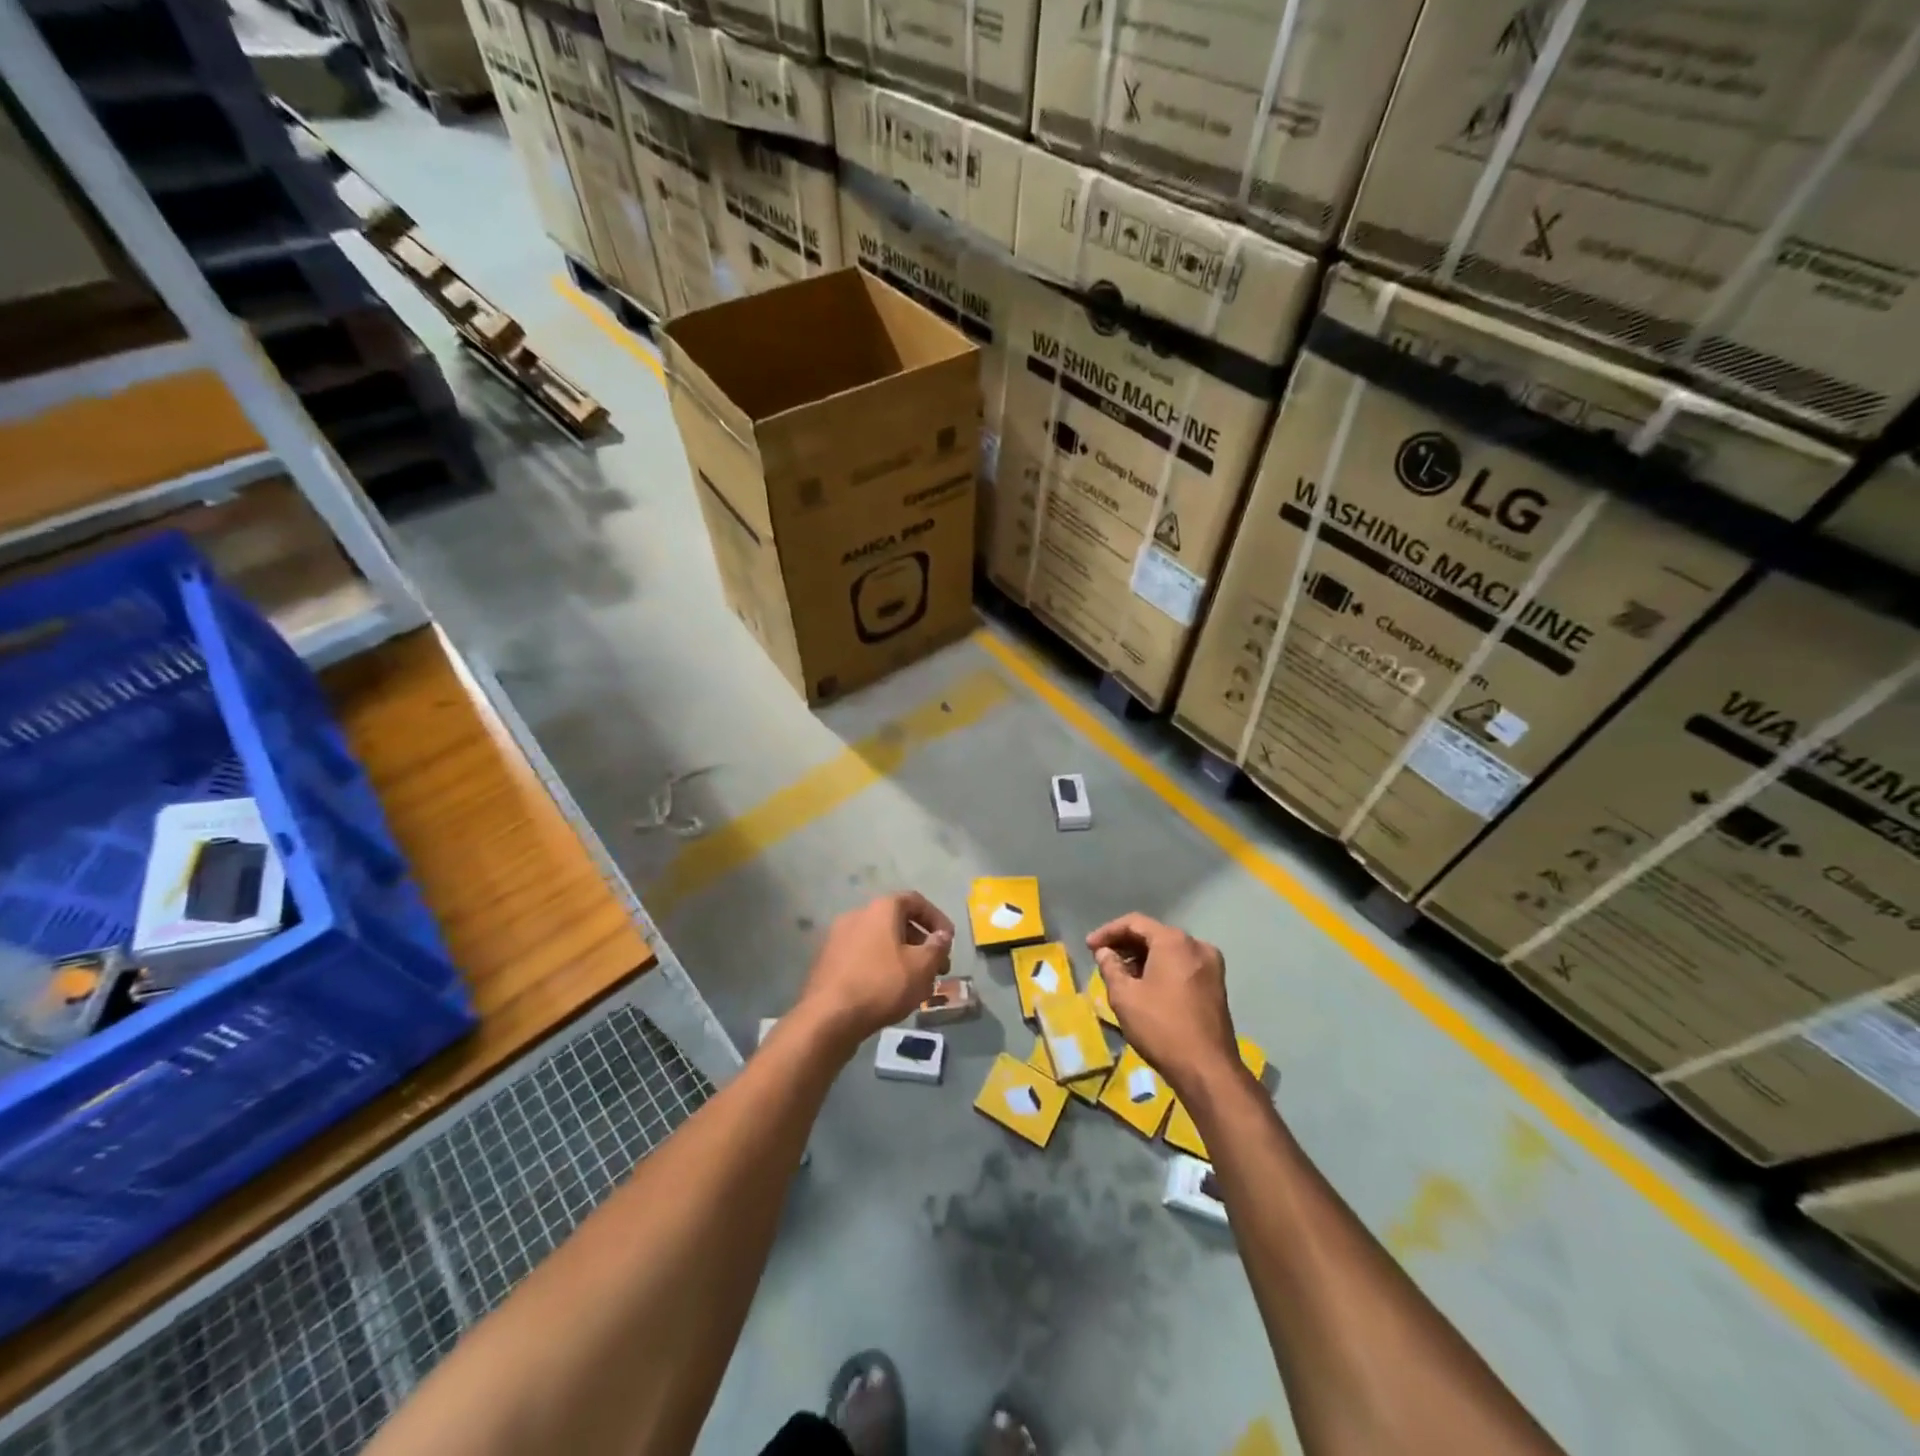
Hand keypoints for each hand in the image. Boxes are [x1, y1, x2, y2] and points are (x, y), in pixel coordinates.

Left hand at [798, 892, 953, 1050]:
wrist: (828, 1017)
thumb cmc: (881, 985)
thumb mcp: (921, 967)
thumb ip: (937, 947)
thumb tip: (942, 935)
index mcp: (881, 909)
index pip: (915, 901)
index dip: (937, 918)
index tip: (949, 941)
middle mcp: (857, 915)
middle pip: (897, 921)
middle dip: (921, 943)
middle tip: (937, 968)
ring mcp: (838, 938)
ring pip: (880, 941)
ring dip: (902, 956)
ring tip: (917, 984)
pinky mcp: (828, 961)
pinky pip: (863, 956)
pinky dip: (881, 966)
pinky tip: (890, 991)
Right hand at [1087, 912, 1240, 1098]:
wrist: (1207, 1069)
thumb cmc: (1161, 1027)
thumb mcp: (1124, 996)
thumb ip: (1110, 967)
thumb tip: (1104, 952)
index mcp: (1174, 941)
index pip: (1134, 922)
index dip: (1108, 931)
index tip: (1089, 946)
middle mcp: (1196, 945)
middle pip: (1154, 934)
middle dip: (1125, 944)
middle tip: (1102, 958)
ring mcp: (1211, 965)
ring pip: (1169, 950)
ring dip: (1143, 957)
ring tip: (1120, 974)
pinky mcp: (1216, 985)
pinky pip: (1182, 965)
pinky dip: (1161, 968)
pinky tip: (1145, 985)